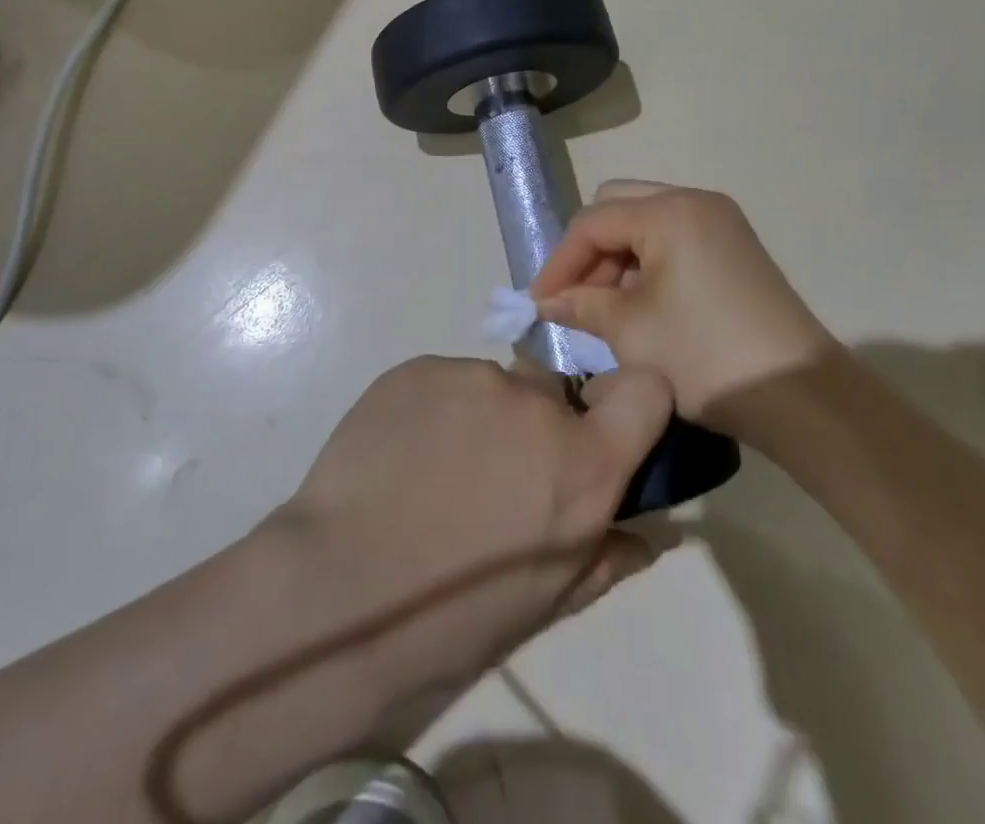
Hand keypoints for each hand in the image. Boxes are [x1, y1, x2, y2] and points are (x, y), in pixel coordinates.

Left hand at [270, 355, 673, 725]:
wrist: (338, 588)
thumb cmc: (453, 617)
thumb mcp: (544, 603)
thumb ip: (605, 555)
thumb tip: (646, 534)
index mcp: (582, 463)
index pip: (646, 390)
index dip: (630, 404)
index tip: (603, 432)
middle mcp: (535, 403)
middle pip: (555, 393)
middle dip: (537, 426)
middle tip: (493, 476)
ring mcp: (472, 376)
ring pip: (493, 387)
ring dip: (480, 419)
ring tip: (434, 473)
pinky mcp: (417, 366)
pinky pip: (443, 381)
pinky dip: (433, 410)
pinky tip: (401, 455)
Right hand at [530, 181, 842, 423]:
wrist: (800, 396)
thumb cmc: (705, 357)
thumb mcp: (630, 331)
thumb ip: (581, 304)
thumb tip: (549, 302)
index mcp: (669, 211)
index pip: (592, 223)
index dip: (559, 263)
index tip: (538, 304)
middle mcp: (695, 201)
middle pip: (618, 207)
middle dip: (589, 253)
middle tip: (575, 299)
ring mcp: (720, 222)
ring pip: (645, 222)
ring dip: (617, 259)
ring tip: (606, 309)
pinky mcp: (734, 247)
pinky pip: (673, 238)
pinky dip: (647, 263)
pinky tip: (641, 305)